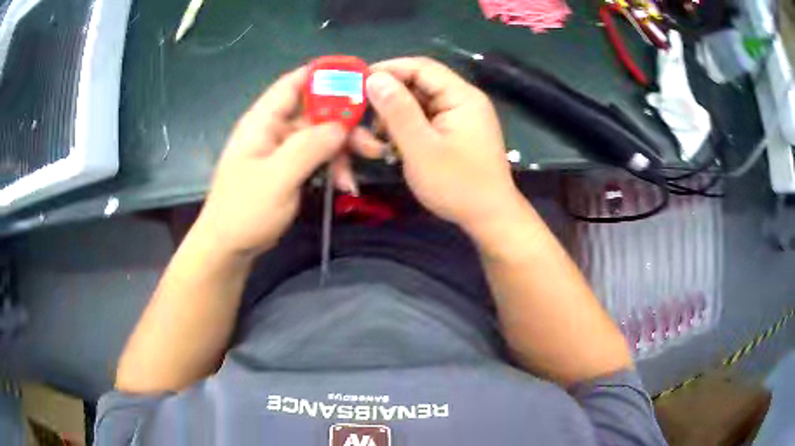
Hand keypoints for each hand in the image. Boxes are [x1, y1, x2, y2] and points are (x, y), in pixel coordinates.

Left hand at [193, 66, 349, 258]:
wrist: (229, 247)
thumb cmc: (245, 210)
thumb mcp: (278, 177)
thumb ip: (309, 147)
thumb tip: (341, 125)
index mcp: (263, 120)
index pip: (295, 83)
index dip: (325, 76)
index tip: (358, 81)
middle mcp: (274, 128)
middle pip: (316, 112)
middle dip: (344, 124)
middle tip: (370, 143)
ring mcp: (282, 149)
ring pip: (320, 136)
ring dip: (342, 151)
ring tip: (354, 176)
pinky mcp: (289, 167)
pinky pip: (317, 157)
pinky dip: (332, 167)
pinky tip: (344, 185)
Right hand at [365, 57, 524, 232]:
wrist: (490, 218)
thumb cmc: (457, 185)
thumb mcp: (421, 148)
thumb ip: (397, 111)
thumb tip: (374, 78)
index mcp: (461, 96)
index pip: (421, 67)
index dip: (389, 69)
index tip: (359, 82)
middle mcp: (464, 100)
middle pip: (420, 85)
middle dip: (390, 98)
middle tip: (365, 117)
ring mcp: (461, 117)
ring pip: (420, 104)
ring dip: (397, 117)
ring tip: (379, 138)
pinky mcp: (457, 133)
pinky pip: (427, 120)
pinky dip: (408, 129)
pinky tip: (395, 146)